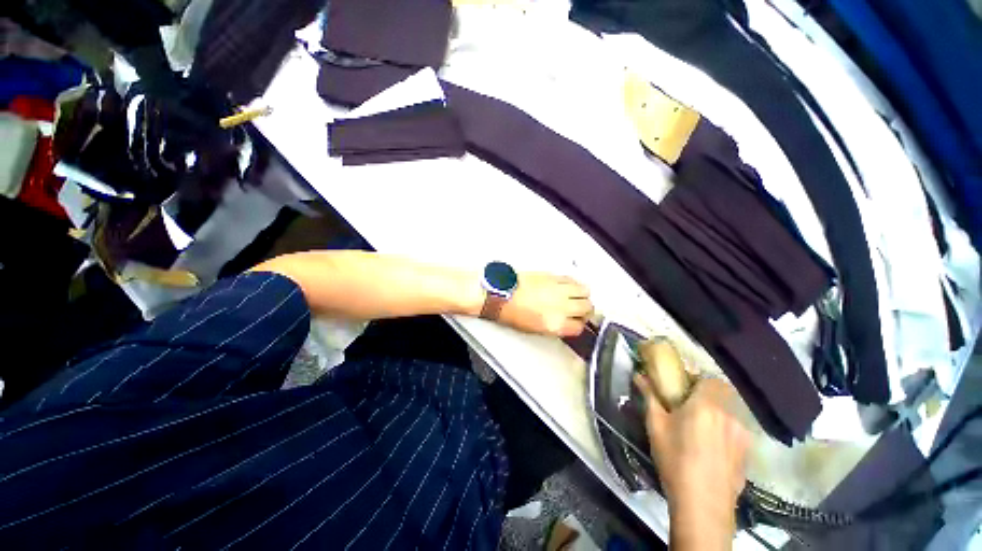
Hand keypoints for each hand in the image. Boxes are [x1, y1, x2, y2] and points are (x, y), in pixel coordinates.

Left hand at [497, 273, 592, 336]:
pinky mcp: (553, 276)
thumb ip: (555, 327)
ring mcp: (558, 290)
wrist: (500, 294)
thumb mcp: (535, 329)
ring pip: (585, 291)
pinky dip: (573, 284)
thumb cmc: (511, 312)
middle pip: (587, 307)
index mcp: (555, 323)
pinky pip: (572, 279)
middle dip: (586, 311)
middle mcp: (561, 306)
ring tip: (576, 297)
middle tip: (580, 311)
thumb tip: (565, 323)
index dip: (579, 325)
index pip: (579, 327)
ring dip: (583, 295)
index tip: (576, 323)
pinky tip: (567, 287)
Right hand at [634, 375, 749, 549]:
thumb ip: (650, 396)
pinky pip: (737, 431)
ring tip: (702, 430)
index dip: (697, 380)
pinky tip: (713, 449)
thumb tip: (639, 375)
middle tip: (691, 407)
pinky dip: (726, 431)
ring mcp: (743, 435)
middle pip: (724, 393)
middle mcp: (730, 415)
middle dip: (708, 395)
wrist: (702, 505)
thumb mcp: (656, 426)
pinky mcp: (748, 453)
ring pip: (733, 412)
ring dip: (719, 413)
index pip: (709, 379)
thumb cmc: (675, 459)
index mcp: (706, 405)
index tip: (683, 389)